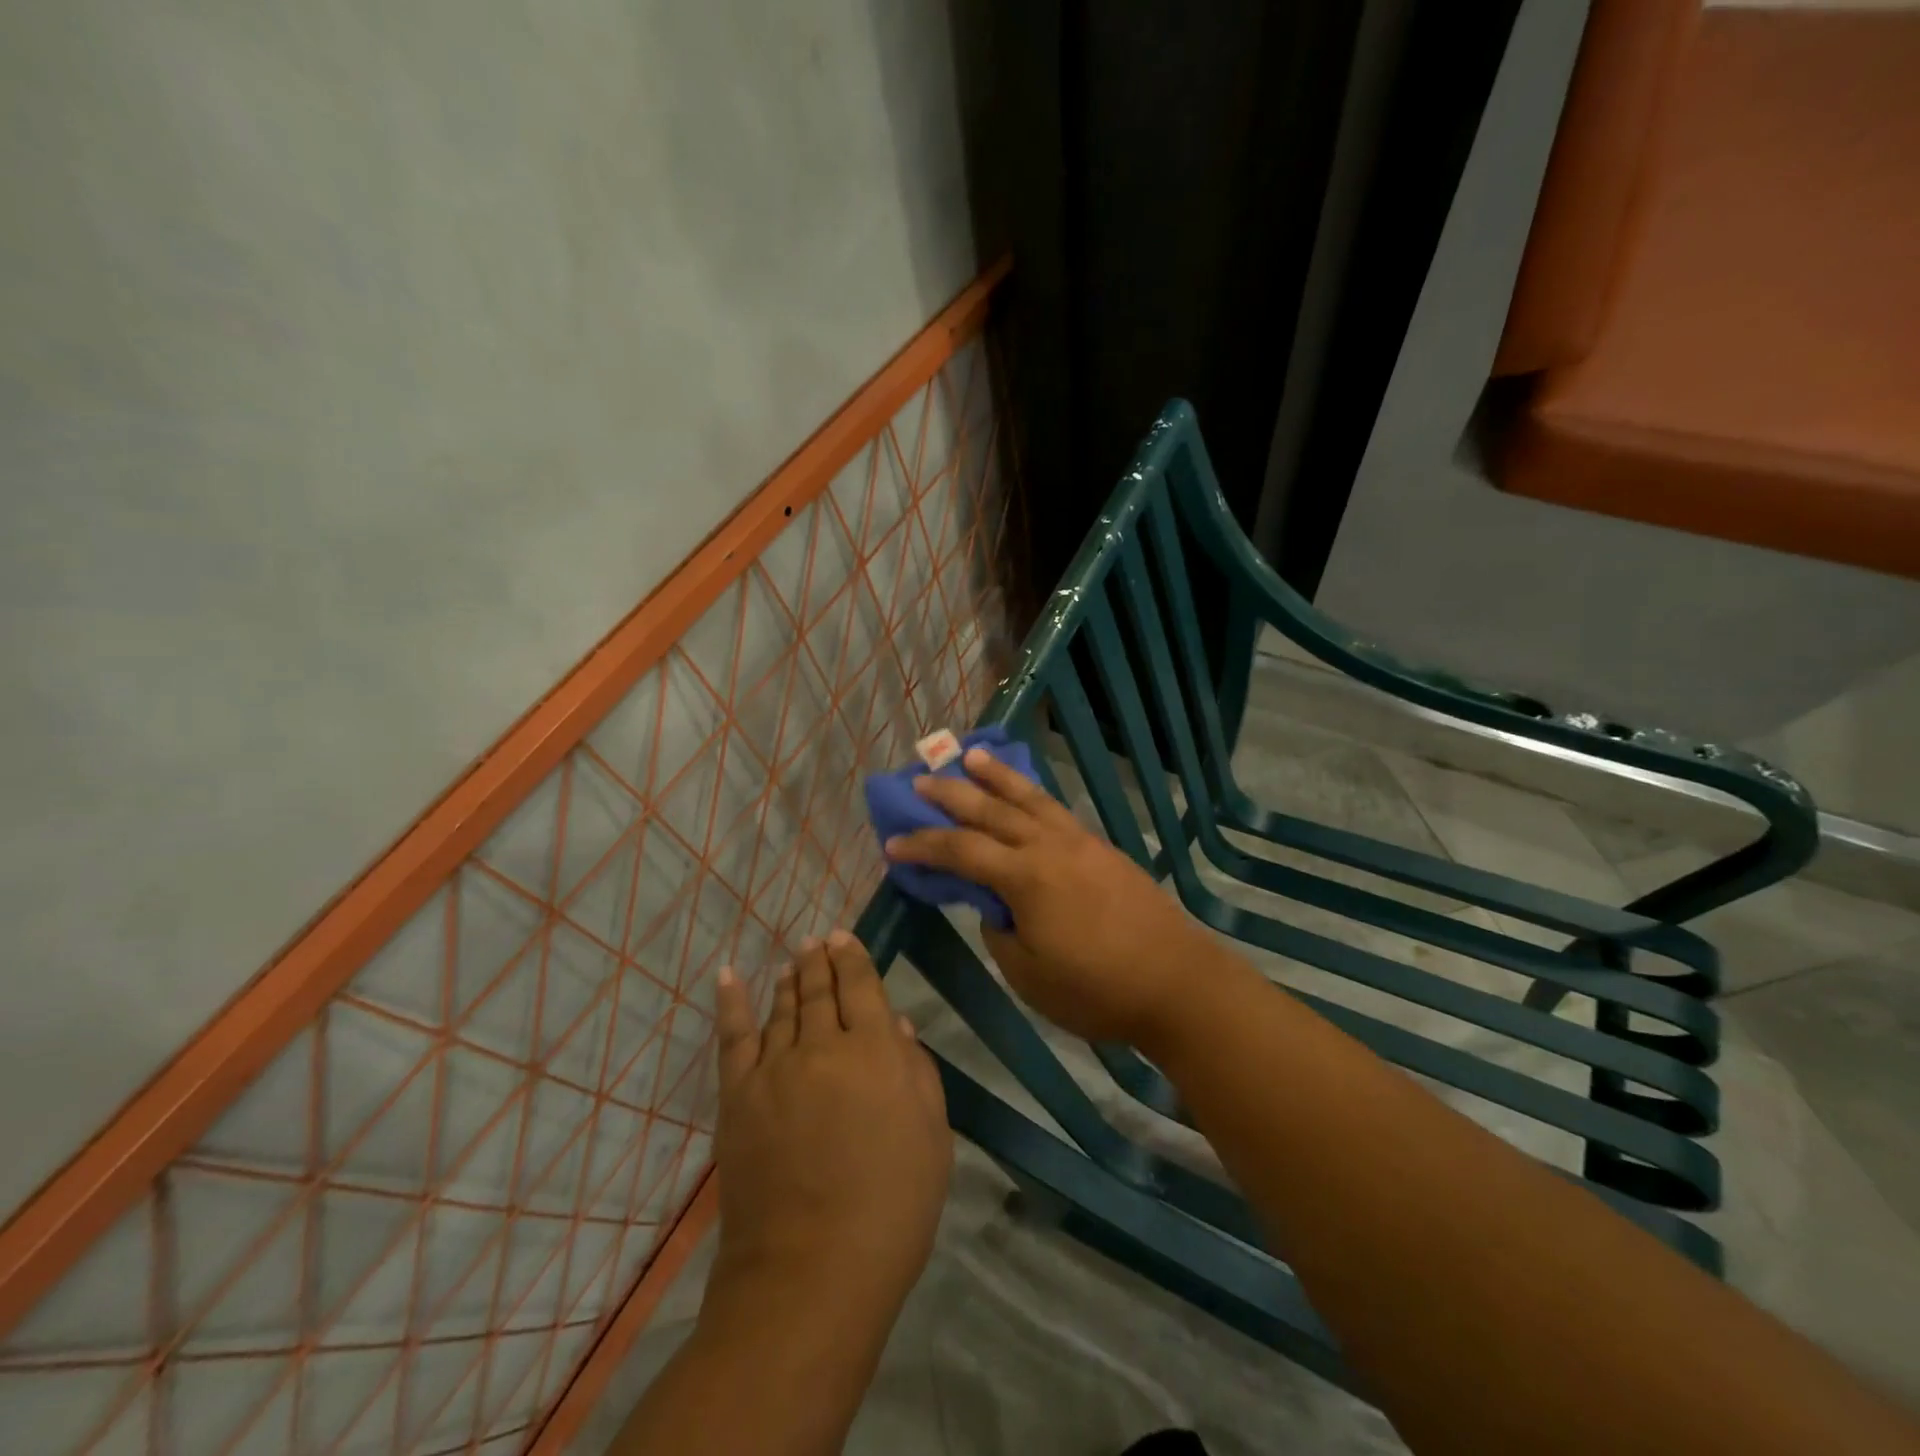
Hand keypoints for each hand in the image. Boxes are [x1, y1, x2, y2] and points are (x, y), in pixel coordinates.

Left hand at [709, 930, 951, 1321]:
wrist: (811, 1274)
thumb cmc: (891, 1209)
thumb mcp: (931, 1138)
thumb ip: (916, 1072)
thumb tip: (895, 1025)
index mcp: (874, 1051)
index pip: (860, 985)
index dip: (852, 956)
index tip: (844, 936)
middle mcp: (821, 1046)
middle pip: (818, 988)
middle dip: (819, 959)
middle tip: (817, 940)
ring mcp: (773, 1069)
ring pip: (781, 1008)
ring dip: (788, 979)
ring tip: (793, 962)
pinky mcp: (737, 1097)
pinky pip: (733, 1037)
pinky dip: (731, 1002)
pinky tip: (728, 976)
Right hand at [883, 746, 1224, 1046]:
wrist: (1177, 983)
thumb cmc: (1097, 989)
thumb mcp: (1028, 974)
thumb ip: (1000, 933)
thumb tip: (995, 907)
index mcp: (1025, 877)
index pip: (960, 851)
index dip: (923, 845)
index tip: (892, 843)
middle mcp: (1049, 846)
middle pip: (991, 810)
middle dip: (951, 793)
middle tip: (920, 779)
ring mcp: (1079, 843)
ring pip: (1029, 798)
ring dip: (996, 776)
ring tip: (971, 756)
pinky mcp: (1102, 849)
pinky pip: (1055, 809)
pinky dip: (1032, 795)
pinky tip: (1026, 795)